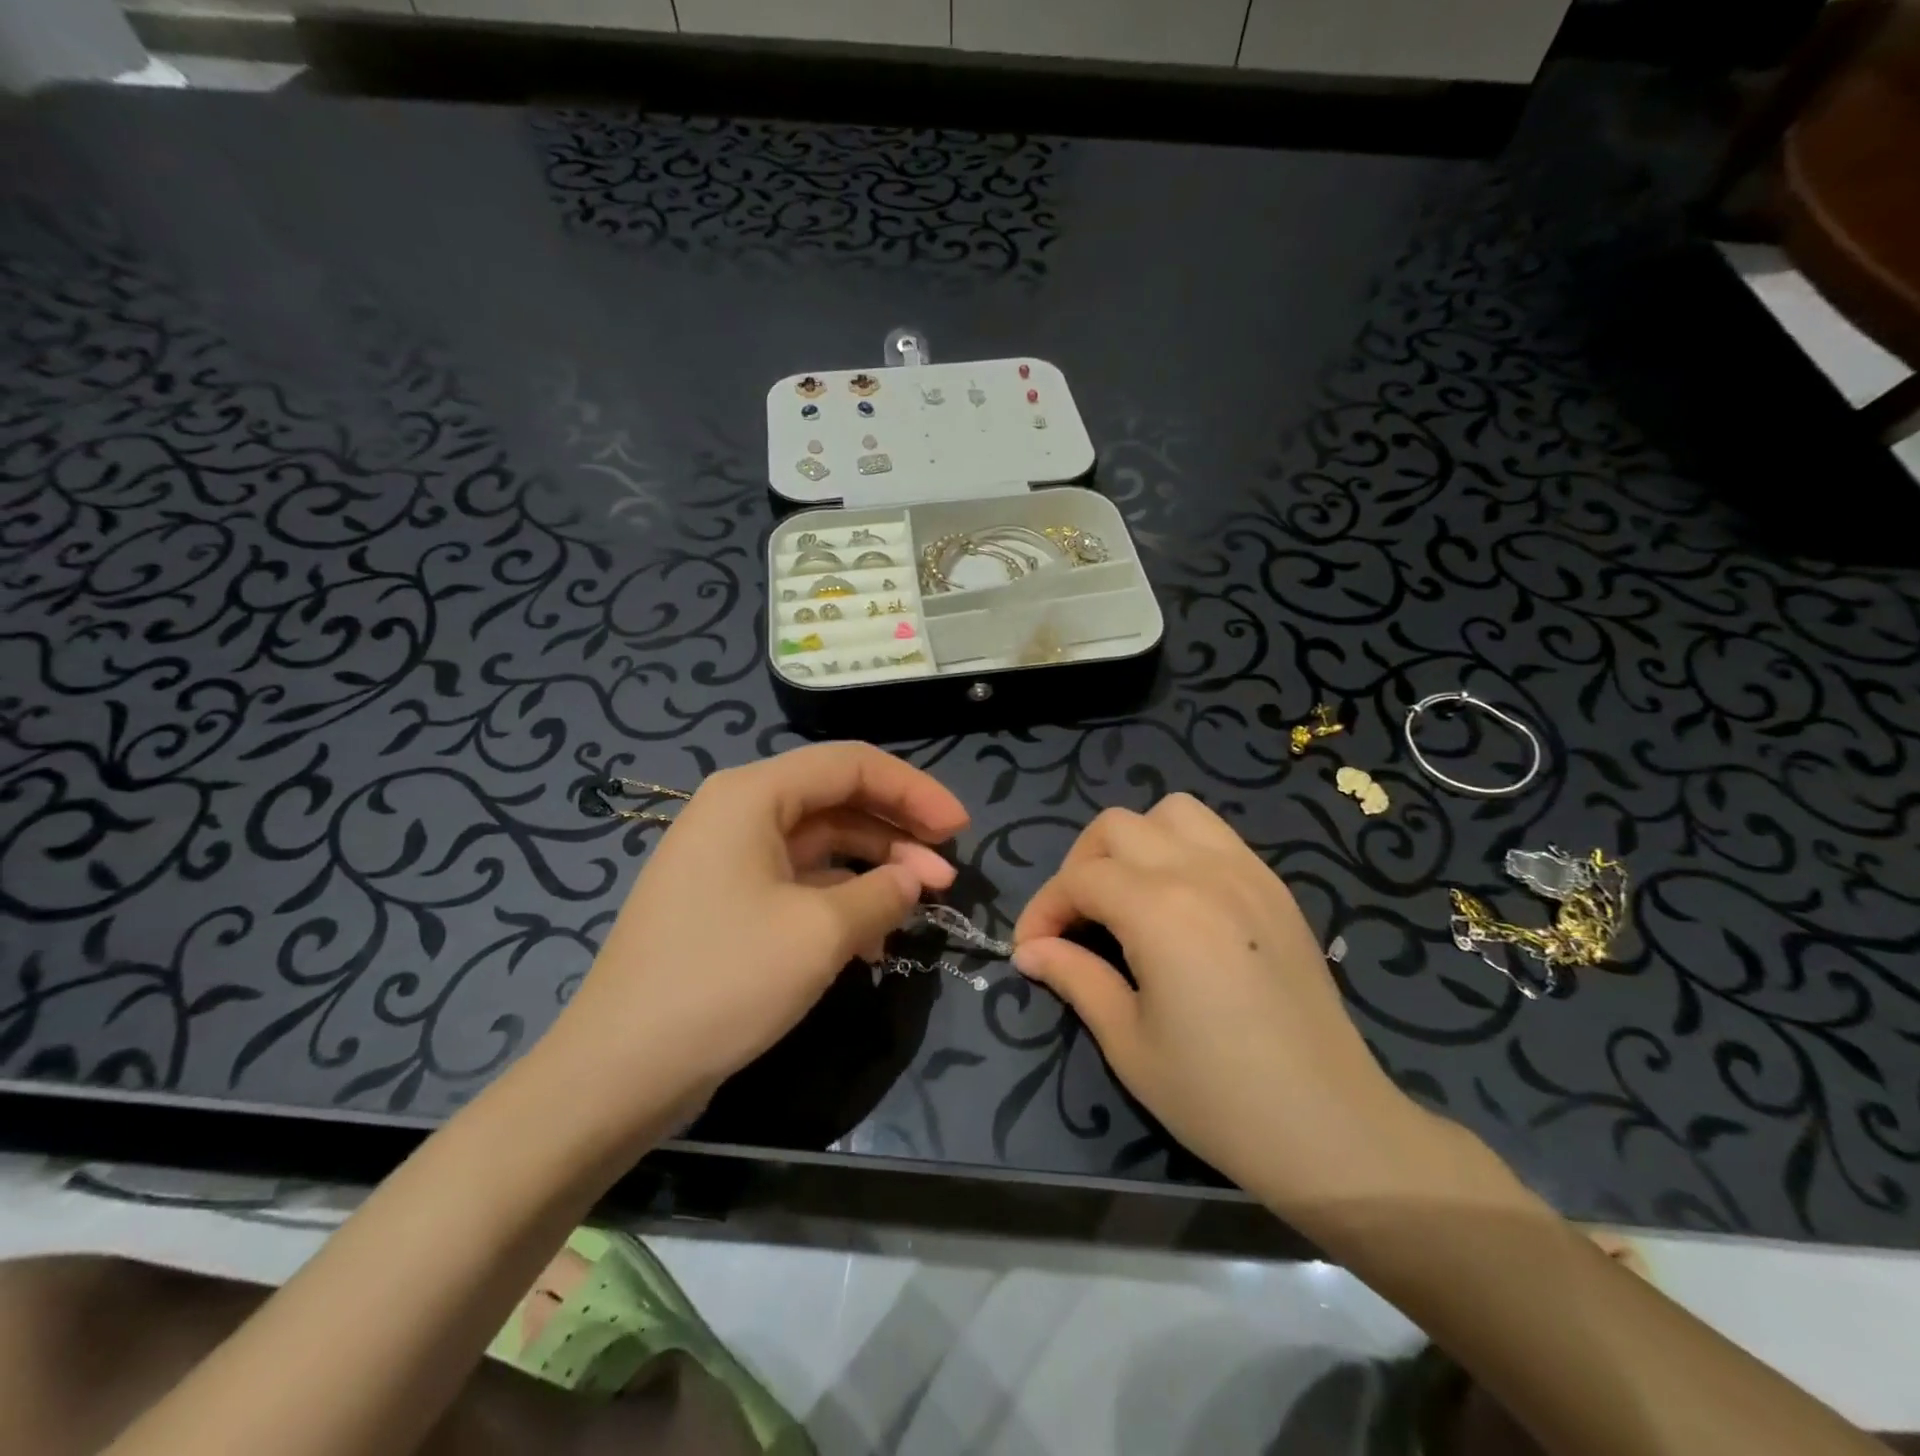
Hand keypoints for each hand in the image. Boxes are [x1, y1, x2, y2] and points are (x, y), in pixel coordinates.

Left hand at [544, 743, 968, 1131]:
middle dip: (897, 832)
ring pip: (821, 844)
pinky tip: (873, 940)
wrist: (619, 1070)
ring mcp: (729, 859)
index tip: (960, 828)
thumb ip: (883, 893)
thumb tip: (916, 878)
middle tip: (947, 872)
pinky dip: (840, 900)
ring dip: (874, 869)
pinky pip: (798, 882)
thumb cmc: (724, 980)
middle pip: (837, 800)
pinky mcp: (728, 902)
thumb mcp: (820, 933)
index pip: (851, 765)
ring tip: (921, 904)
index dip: (913, 790)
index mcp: (753, 795)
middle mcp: (738, 812)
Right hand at [1012, 794, 1435, 1221]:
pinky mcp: (1276, 889)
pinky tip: (1179, 903)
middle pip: (1117, 826)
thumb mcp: (1127, 1042)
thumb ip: (1074, 977)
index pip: (1079, 879)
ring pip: (1172, 813)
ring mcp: (1247, 873)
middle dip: (1080, 865)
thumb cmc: (1217, 1096)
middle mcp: (1202, 872)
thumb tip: (1030, 950)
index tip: (1031, 949)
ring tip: (1127, 896)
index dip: (1044, 908)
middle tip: (1075, 921)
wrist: (1332, 1128)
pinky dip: (1180, 849)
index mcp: (1159, 909)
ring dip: (1134, 842)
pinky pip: (1216, 836)